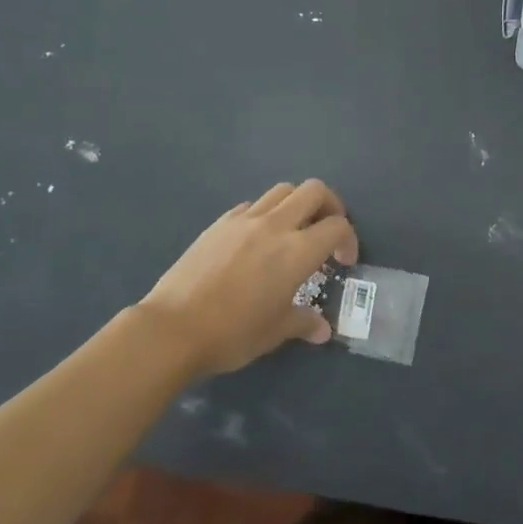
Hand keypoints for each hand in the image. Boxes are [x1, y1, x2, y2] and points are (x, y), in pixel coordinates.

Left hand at [139, 180, 357, 377]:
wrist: (173, 327)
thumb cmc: (232, 333)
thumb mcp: (274, 332)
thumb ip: (303, 323)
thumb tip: (322, 329)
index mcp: (296, 251)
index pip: (337, 226)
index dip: (349, 240)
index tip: (342, 262)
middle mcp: (275, 225)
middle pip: (314, 191)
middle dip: (329, 205)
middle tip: (326, 231)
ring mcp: (245, 219)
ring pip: (282, 190)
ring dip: (297, 204)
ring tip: (293, 231)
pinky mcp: (220, 222)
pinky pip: (252, 205)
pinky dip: (265, 213)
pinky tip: (256, 240)